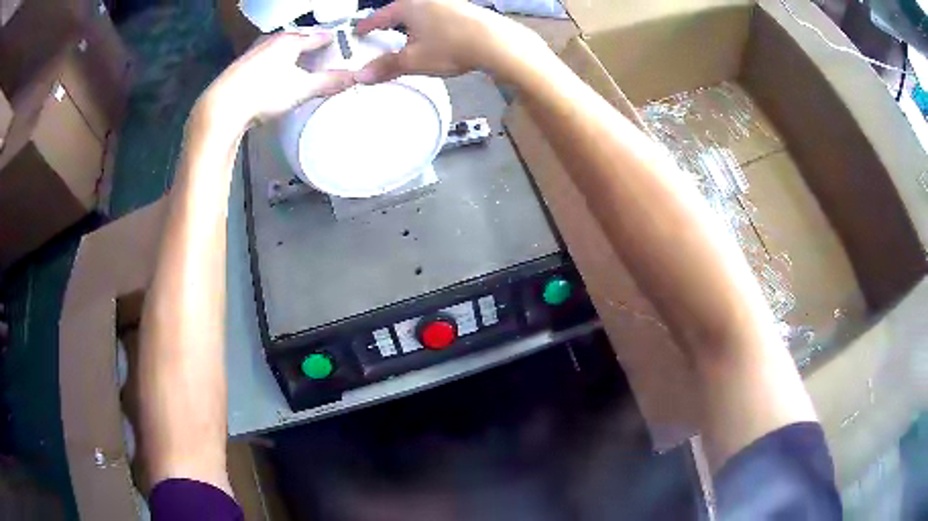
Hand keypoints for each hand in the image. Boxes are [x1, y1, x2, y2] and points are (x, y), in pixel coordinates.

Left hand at [199, 31, 355, 131]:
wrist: (221, 107)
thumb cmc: (264, 93)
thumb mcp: (301, 89)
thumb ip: (329, 82)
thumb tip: (357, 77)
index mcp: (290, 41)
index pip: (318, 36)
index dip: (331, 41)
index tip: (340, 43)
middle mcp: (272, 40)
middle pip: (296, 40)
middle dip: (308, 46)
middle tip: (319, 55)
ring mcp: (254, 52)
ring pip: (278, 49)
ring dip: (289, 55)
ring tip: (296, 65)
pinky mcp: (240, 66)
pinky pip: (264, 59)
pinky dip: (273, 64)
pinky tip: (272, 76)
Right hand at [354, 0, 545, 83]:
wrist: (497, 42)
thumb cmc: (451, 46)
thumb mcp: (413, 60)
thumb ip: (386, 66)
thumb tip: (361, 76)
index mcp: (409, 6)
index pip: (380, 15)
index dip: (368, 26)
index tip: (359, 31)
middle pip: (402, 10)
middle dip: (391, 24)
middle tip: (382, 35)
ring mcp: (449, 2)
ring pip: (422, 12)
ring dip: (413, 24)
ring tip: (409, 39)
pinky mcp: (465, 9)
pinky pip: (439, 15)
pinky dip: (431, 25)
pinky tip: (436, 37)